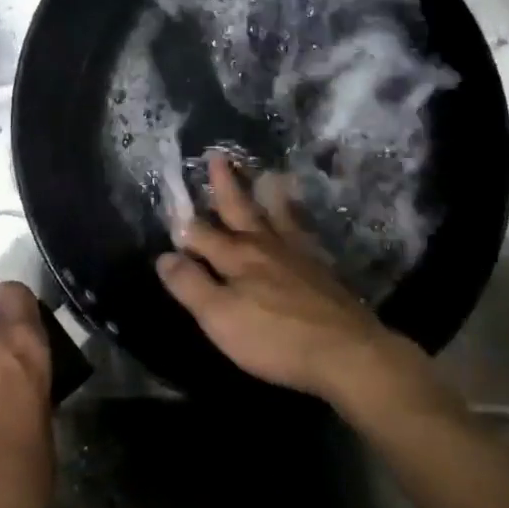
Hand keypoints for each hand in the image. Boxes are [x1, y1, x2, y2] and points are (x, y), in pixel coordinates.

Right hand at [155, 152, 423, 410]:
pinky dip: (298, 218)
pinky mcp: (320, 268)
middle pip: (241, 210)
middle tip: (218, 156)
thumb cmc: (274, 337)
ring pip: (277, 215)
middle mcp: (265, 246)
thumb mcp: (220, 317)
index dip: (184, 225)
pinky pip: (303, 232)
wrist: (344, 351)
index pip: (202, 234)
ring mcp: (297, 254)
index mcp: (237, 257)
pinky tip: (299, 220)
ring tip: (268, 173)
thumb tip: (164, 256)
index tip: (172, 207)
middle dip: (225, 186)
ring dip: (267, 194)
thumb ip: (191, 285)